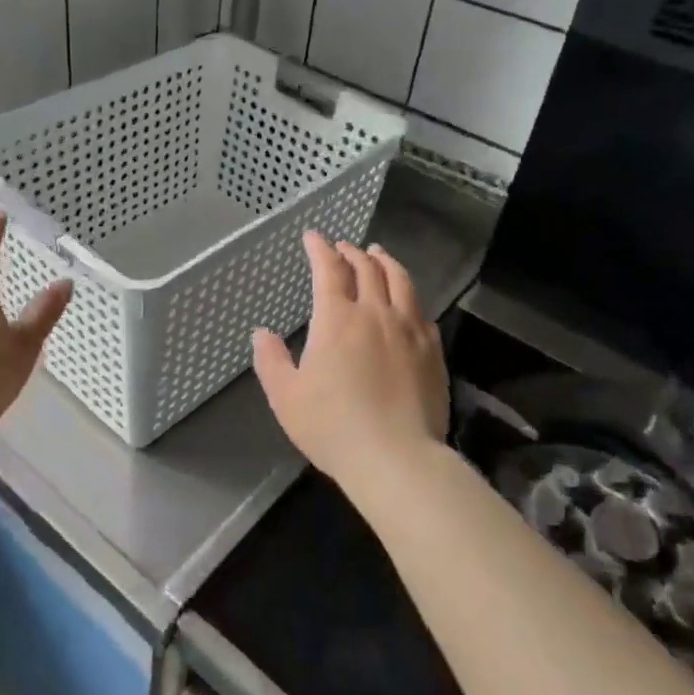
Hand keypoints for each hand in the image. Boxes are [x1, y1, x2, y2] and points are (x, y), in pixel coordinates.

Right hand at [252, 232, 448, 489]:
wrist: (396, 458)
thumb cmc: (332, 426)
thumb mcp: (286, 396)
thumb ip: (270, 360)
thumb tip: (261, 333)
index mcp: (337, 319)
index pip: (328, 270)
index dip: (319, 249)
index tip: (313, 236)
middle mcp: (375, 313)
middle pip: (367, 269)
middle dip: (351, 252)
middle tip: (343, 247)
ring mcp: (409, 329)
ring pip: (400, 281)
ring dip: (385, 262)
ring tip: (378, 254)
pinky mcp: (432, 350)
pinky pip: (421, 310)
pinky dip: (408, 295)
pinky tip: (407, 300)